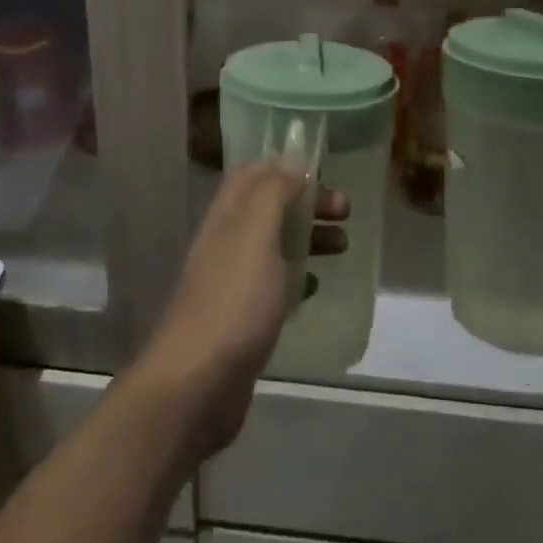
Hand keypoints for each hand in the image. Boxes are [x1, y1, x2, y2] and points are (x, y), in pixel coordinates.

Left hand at [135, 162, 349, 461]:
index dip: (286, 166)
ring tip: (344, 246)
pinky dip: (298, 277)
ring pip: (275, 244)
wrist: (198, 383)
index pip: (254, 172)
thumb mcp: (256, 232)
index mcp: (228, 214)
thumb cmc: (234, 299)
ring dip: (308, 236)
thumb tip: (291, 159)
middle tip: (345, 210)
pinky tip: (316, 287)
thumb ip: (274, 191)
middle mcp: (227, 240)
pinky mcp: (243, 318)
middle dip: (306, 201)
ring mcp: (233, 280)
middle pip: (269, 206)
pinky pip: (275, 283)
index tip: (325, 171)